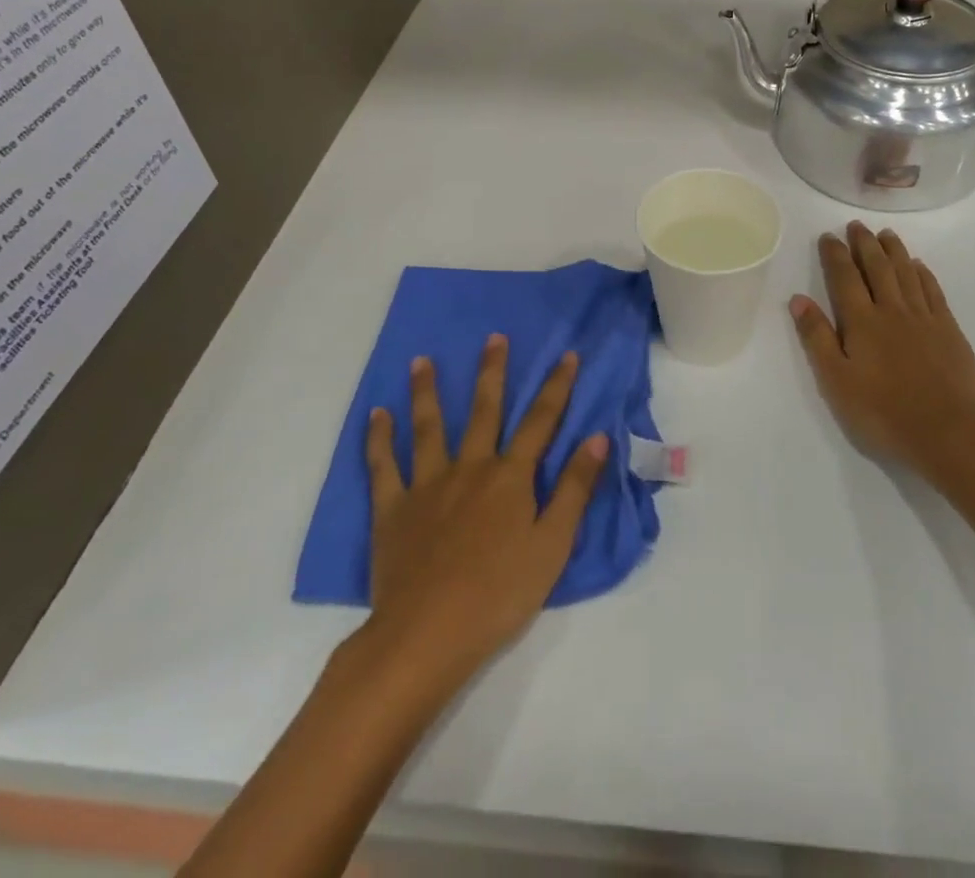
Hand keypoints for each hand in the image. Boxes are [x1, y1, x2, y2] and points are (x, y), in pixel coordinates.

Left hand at [365, 334, 608, 674]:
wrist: (426, 636)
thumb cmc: (499, 594)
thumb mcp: (553, 546)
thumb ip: (575, 489)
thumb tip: (598, 437)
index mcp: (510, 477)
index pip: (540, 421)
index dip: (556, 386)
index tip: (567, 354)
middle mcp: (470, 468)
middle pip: (484, 411)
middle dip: (492, 372)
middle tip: (493, 337)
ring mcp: (427, 485)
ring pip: (429, 428)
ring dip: (426, 392)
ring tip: (421, 360)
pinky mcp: (392, 509)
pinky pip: (383, 466)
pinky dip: (379, 438)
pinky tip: (377, 415)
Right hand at [790, 222, 974, 476]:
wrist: (948, 432)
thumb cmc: (883, 412)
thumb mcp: (836, 381)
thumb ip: (817, 338)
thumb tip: (799, 299)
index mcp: (862, 322)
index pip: (845, 277)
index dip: (835, 254)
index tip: (828, 236)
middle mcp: (892, 310)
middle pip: (877, 267)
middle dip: (864, 244)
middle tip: (856, 225)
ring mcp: (924, 318)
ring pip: (906, 273)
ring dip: (894, 250)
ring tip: (885, 234)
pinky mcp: (949, 330)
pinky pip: (933, 291)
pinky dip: (923, 273)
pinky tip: (918, 266)